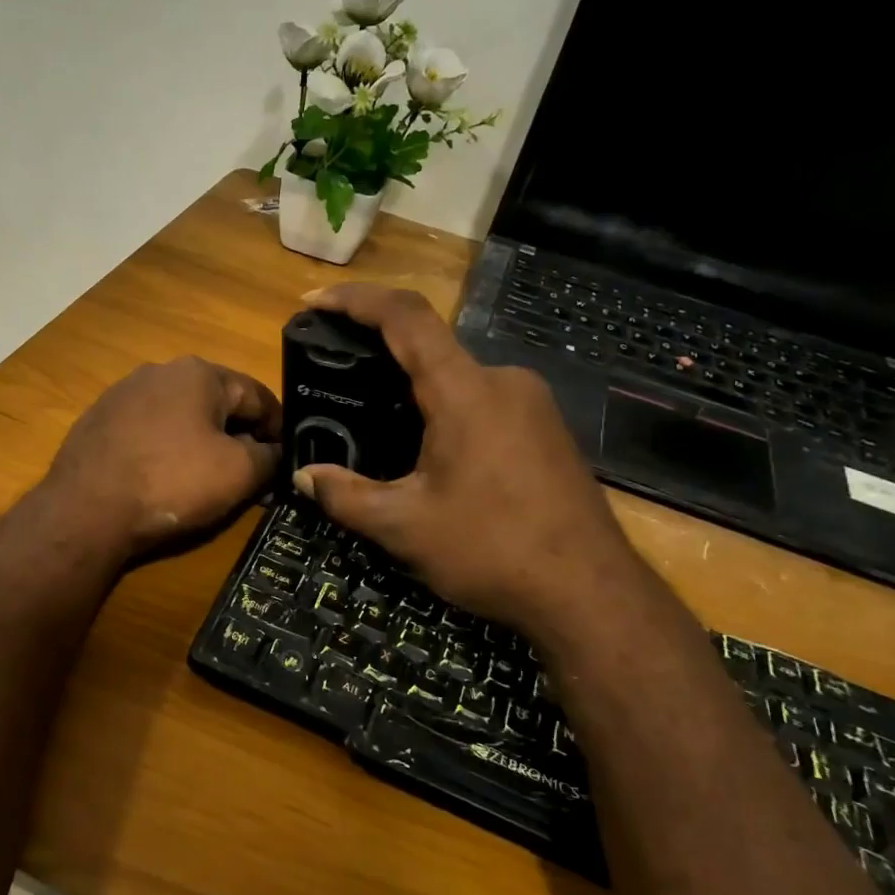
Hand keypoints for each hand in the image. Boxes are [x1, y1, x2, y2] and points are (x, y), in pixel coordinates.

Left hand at [42, 356, 282, 558]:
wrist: (86, 510)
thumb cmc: (172, 482)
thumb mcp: (239, 472)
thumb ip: (270, 457)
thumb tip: (277, 453)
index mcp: (199, 372)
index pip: (257, 396)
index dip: (279, 430)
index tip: (284, 461)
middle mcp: (159, 371)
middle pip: (217, 405)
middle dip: (238, 438)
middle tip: (249, 478)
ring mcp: (122, 394)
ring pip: (180, 418)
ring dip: (201, 445)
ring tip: (206, 483)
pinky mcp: (98, 421)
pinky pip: (148, 433)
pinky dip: (165, 452)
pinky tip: (163, 481)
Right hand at [293, 285, 647, 640]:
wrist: (590, 594)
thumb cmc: (492, 550)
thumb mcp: (404, 527)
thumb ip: (346, 496)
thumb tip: (304, 478)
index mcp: (465, 391)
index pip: (405, 318)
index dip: (356, 300)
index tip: (315, 302)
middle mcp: (503, 381)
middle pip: (432, 348)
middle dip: (380, 356)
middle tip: (339, 380)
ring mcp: (533, 404)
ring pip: (458, 378)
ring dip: (414, 390)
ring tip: (376, 424)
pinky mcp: (548, 430)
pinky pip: (484, 401)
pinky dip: (446, 410)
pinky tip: (429, 452)